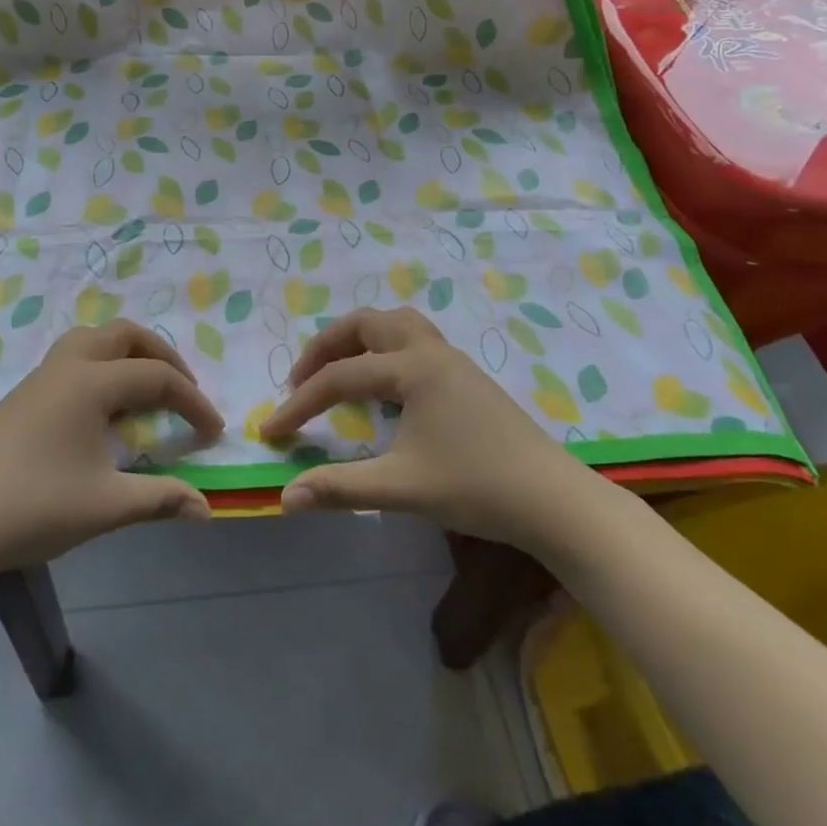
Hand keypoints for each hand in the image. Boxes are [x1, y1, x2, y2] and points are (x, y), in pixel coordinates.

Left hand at [0, 321, 223, 580]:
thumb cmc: (33, 507)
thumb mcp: (106, 506)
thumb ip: (161, 499)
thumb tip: (206, 509)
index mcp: (92, 383)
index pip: (158, 379)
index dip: (193, 403)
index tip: (214, 432)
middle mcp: (68, 366)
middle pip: (126, 335)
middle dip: (163, 356)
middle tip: (184, 391)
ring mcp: (41, 377)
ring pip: (94, 340)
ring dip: (129, 354)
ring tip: (146, 389)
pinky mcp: (23, 394)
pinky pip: (74, 358)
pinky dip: (103, 366)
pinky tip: (103, 408)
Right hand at [261, 307, 595, 544]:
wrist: (555, 501)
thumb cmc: (477, 488)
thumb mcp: (401, 488)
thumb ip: (339, 489)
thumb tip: (285, 498)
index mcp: (412, 369)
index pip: (339, 378)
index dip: (299, 404)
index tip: (271, 432)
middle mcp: (430, 352)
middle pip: (366, 324)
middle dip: (326, 347)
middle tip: (301, 379)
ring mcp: (453, 361)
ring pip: (396, 324)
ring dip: (360, 339)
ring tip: (339, 370)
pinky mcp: (467, 377)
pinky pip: (415, 342)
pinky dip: (386, 349)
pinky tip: (385, 386)